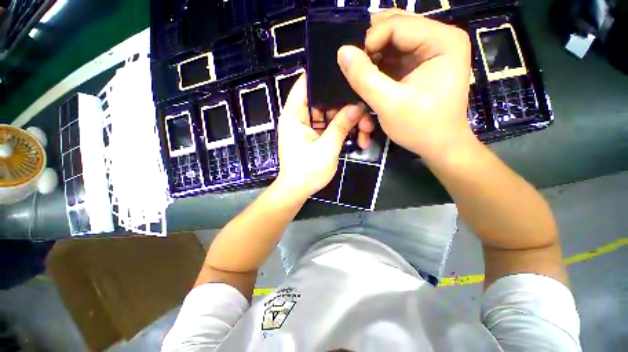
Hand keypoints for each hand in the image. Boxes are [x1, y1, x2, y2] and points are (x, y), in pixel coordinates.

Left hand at [274, 74, 369, 198]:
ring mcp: (309, 127)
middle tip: (365, 114)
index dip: (324, 76)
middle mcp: (300, 117)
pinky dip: (343, 131)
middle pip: (324, 101)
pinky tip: (358, 138)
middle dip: (346, 106)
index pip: (306, 84)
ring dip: (348, 121)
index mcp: (294, 115)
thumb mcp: (326, 148)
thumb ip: (341, 126)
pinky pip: (331, 127)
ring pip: (331, 115)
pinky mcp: (316, 136)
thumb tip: (357, 106)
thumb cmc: (307, 171)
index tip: (347, 73)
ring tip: (365, 131)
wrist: (298, 191)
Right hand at [337, 9, 473, 162]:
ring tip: (361, 76)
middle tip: (354, 68)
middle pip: (395, 29)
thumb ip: (365, 78)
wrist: (439, 146)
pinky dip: (378, 67)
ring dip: (372, 59)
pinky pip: (393, 57)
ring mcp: (429, 51)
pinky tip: (370, 80)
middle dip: (370, 48)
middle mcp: (439, 38)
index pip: (397, 25)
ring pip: (391, 43)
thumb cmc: (421, 127)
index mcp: (443, 40)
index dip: (369, 41)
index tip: (352, 66)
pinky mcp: (419, 65)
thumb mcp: (389, 104)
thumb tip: (342, 52)